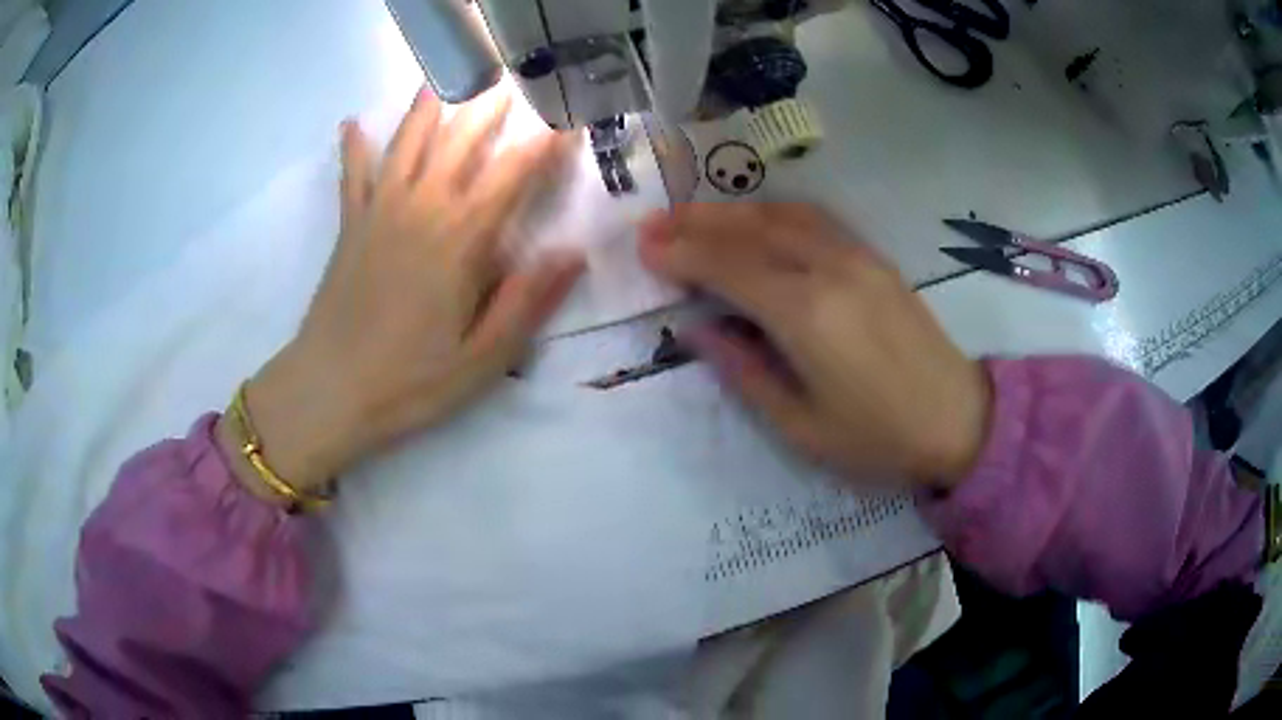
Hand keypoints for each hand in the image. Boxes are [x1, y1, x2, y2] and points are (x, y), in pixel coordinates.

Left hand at [219, 88, 582, 497]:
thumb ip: (528, 302)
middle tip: (512, 80)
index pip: (513, 174)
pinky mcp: (350, 226)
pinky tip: (353, 123)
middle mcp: (422, 208)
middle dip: (491, 106)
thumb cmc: (410, 381)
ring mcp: (380, 211)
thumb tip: (573, 254)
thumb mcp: (483, 358)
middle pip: (461, 140)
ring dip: (429, 105)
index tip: (569, 120)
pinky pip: (352, 174)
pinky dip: (353, 147)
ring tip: (445, 75)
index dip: (546, 144)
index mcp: (461, 239)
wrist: (329, 391)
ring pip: (408, 142)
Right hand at [638, 204, 989, 488]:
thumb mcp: (800, 426)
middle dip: (695, 223)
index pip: (728, 267)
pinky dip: (773, 212)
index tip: (643, 248)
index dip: (681, 254)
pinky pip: (815, 219)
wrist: (958, 420)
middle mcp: (829, 269)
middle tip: (652, 223)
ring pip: (782, 215)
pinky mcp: (875, 258)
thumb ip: (744, 370)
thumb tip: (698, 330)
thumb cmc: (877, 438)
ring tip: (692, 215)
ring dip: (731, 210)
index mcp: (806, 315)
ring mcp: (857, 257)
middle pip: (750, 231)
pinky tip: (755, 218)